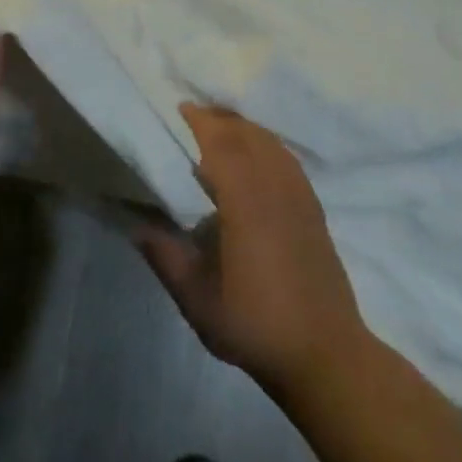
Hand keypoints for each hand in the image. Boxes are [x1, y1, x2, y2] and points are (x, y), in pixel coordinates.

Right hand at [137, 106, 368, 397]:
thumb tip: (136, 225)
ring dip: (245, 128)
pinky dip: (267, 145)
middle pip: (248, 135)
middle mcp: (275, 188)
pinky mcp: (314, 210)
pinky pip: (288, 160)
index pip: (222, 144)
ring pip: (272, 144)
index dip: (201, 121)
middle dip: (221, 118)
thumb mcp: (196, 298)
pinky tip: (256, 158)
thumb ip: (165, 256)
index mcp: (245, 202)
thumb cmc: (254, 325)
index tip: (181, 108)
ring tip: (221, 129)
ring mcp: (300, 197)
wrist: (324, 354)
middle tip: (195, 115)